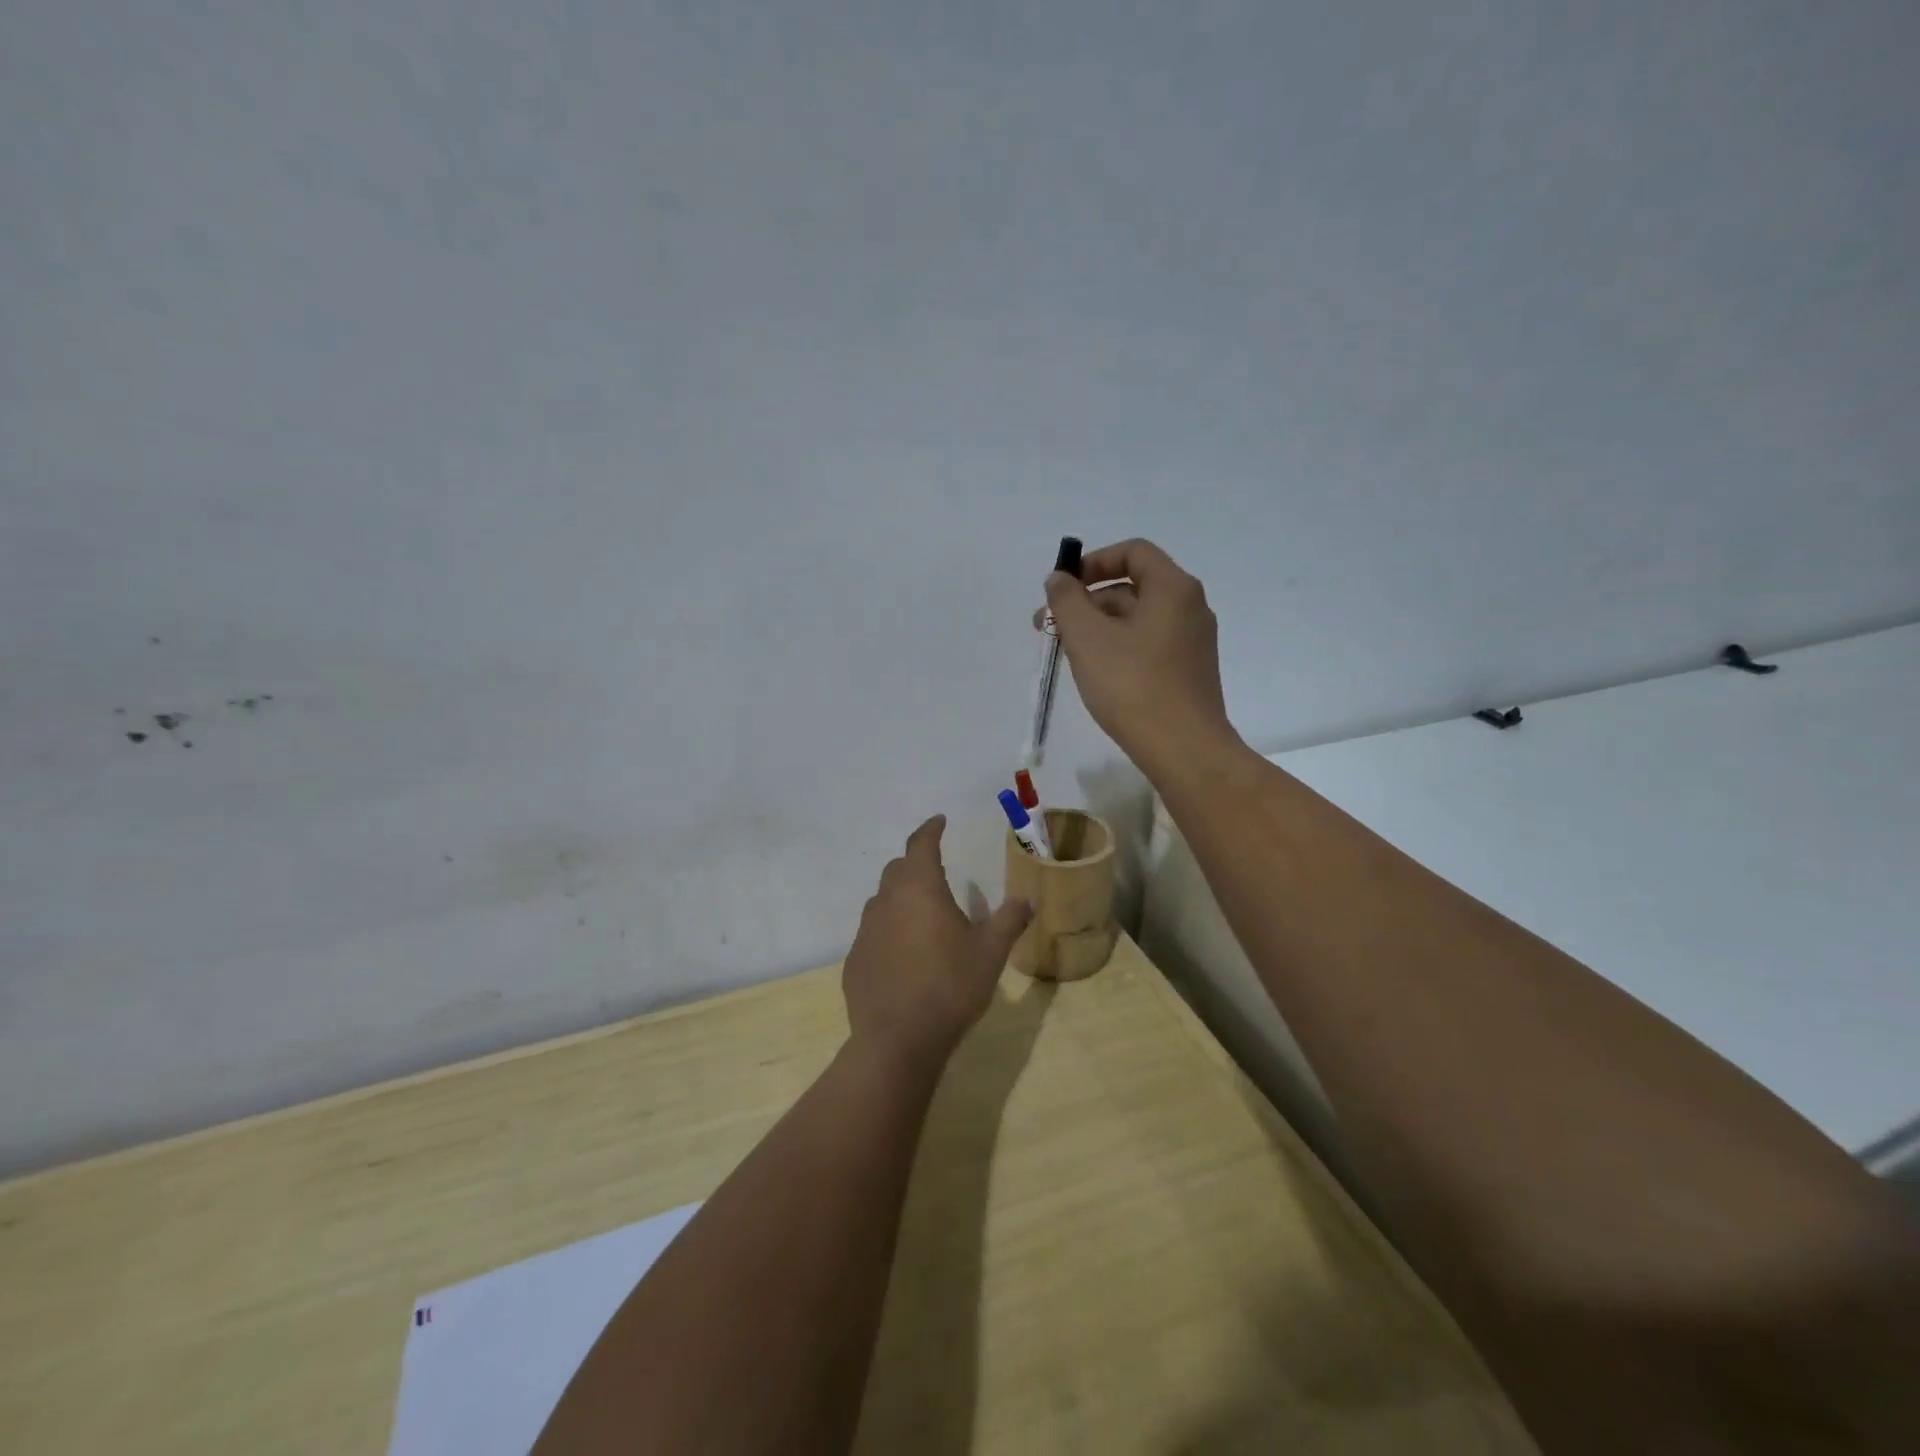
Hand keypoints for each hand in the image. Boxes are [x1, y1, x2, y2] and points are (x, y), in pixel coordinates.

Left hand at [842, 816, 1032, 1065]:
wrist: (897, 1039)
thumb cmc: (950, 986)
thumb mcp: (990, 953)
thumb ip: (1009, 921)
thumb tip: (1027, 899)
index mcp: (920, 889)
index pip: (921, 845)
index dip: (930, 830)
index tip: (939, 821)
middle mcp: (886, 901)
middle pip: (898, 869)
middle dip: (916, 863)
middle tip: (936, 871)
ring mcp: (865, 931)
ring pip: (882, 901)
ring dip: (901, 898)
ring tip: (922, 915)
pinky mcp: (854, 960)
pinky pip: (873, 933)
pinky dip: (889, 931)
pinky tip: (904, 955)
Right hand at [1043, 539, 1238, 771]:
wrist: (1183, 749)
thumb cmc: (1132, 686)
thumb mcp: (1088, 638)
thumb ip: (1067, 601)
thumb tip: (1059, 578)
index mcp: (1173, 588)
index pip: (1133, 552)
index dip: (1093, 562)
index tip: (1062, 587)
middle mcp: (1190, 608)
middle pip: (1133, 587)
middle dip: (1086, 601)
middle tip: (1049, 627)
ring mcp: (1192, 642)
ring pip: (1138, 620)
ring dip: (1098, 627)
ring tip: (1065, 654)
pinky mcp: (1189, 672)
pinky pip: (1148, 645)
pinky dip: (1118, 647)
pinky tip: (1096, 674)